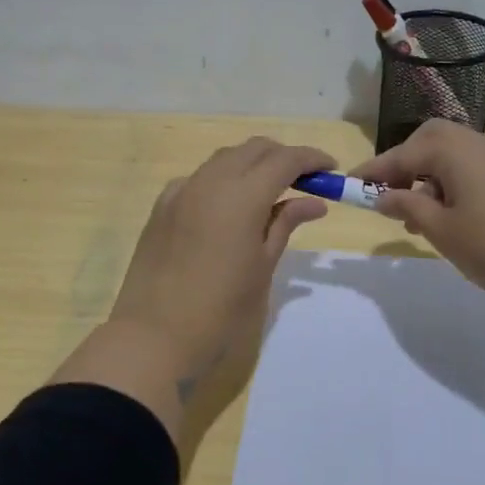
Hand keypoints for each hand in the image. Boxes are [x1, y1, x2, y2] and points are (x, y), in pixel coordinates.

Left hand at [98, 138, 331, 406]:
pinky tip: (229, 208)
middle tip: (304, 181)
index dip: (311, 159)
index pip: (284, 159)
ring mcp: (181, 190)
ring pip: (224, 159)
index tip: (330, 170)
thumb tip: (313, 202)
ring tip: (270, 192)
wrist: (154, 335)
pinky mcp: (162, 206)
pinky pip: (199, 179)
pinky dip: (223, 181)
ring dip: (252, 164)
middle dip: (282, 156)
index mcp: (241, 195)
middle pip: (253, 149)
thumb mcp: (262, 266)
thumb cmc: (220, 309)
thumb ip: (285, 224)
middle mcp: (210, 181)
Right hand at [350, 121, 484, 311]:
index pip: (400, 154)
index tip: (347, 187)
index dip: (372, 172)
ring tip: (417, 219)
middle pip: (428, 141)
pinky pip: (471, 170)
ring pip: (451, 157)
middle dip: (403, 165)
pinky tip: (452, 219)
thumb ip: (408, 208)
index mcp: (453, 149)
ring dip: (427, 178)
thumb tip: (384, 195)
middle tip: (388, 197)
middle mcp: (476, 143)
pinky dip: (451, 186)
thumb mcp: (442, 231)